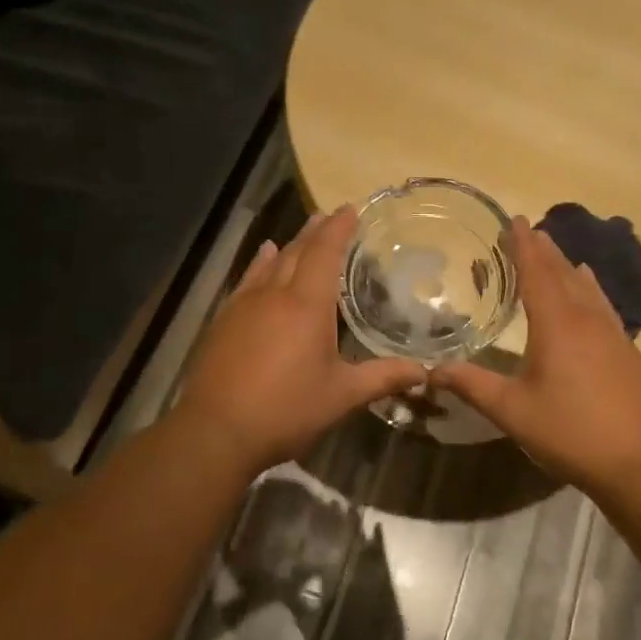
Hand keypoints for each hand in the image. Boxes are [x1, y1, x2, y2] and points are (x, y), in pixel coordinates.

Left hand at [174, 207, 424, 473]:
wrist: (216, 430)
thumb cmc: (285, 410)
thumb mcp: (341, 396)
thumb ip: (382, 378)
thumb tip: (424, 372)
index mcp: (307, 305)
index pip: (325, 252)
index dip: (339, 228)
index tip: (351, 209)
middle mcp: (274, 294)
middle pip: (297, 251)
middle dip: (316, 231)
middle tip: (331, 215)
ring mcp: (244, 305)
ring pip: (271, 262)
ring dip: (290, 244)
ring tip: (305, 230)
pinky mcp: (224, 320)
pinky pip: (248, 279)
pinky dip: (260, 263)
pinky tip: (263, 257)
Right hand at [430, 217, 640, 494]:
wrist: (638, 462)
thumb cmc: (569, 431)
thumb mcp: (512, 411)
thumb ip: (472, 386)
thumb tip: (432, 371)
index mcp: (557, 325)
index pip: (537, 273)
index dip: (523, 245)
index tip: (514, 219)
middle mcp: (586, 319)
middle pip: (563, 274)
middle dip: (544, 250)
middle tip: (529, 229)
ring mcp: (612, 333)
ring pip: (587, 288)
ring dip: (568, 266)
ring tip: (556, 251)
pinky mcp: (627, 351)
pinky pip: (603, 305)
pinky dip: (590, 289)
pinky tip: (590, 291)